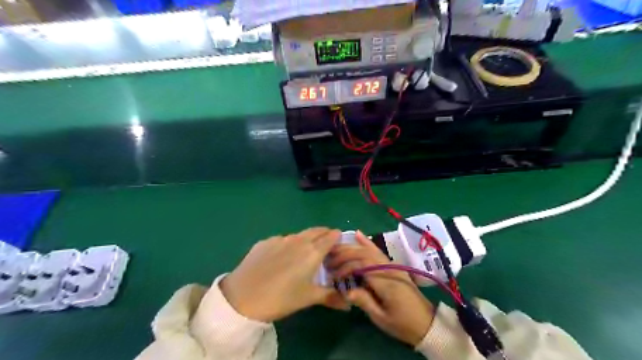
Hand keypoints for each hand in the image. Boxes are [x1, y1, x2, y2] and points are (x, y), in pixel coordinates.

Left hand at [221, 227, 349, 322]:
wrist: (242, 297)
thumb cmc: (281, 298)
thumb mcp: (308, 298)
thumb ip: (330, 296)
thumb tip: (348, 304)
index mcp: (313, 251)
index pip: (331, 235)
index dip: (337, 238)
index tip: (339, 244)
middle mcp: (299, 240)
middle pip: (317, 230)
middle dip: (324, 234)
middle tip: (326, 245)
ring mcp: (280, 238)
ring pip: (299, 234)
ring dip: (307, 239)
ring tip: (304, 253)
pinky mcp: (265, 241)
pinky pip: (282, 240)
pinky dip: (289, 245)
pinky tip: (281, 259)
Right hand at [326, 231, 436, 345]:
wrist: (426, 323)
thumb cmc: (402, 324)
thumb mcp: (381, 318)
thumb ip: (364, 301)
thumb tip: (346, 290)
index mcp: (385, 281)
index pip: (361, 265)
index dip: (345, 267)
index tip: (334, 276)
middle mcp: (388, 268)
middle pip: (363, 254)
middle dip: (344, 254)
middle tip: (329, 261)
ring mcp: (392, 265)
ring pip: (369, 250)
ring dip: (351, 248)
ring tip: (336, 248)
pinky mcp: (392, 265)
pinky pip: (378, 251)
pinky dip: (367, 242)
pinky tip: (357, 234)